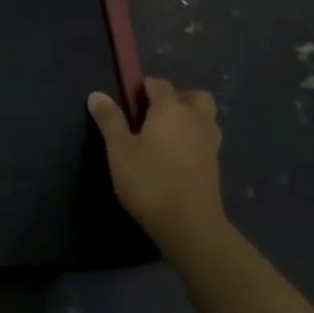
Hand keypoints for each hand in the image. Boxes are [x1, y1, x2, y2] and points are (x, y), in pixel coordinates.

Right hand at [88, 79, 224, 250]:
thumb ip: (110, 120)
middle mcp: (195, 120)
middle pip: (194, 96)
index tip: (129, 103)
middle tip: (155, 115)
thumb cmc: (150, 181)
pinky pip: (206, 141)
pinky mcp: (216, 168)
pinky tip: (176, 158)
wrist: (191, 228)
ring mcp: (210, 144)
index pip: (159, 84)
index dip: (144, 88)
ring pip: (205, 119)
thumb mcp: (119, 150)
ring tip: (167, 136)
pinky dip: (194, 141)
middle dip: (177, 98)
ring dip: (190, 119)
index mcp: (170, 109)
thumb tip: (97, 94)